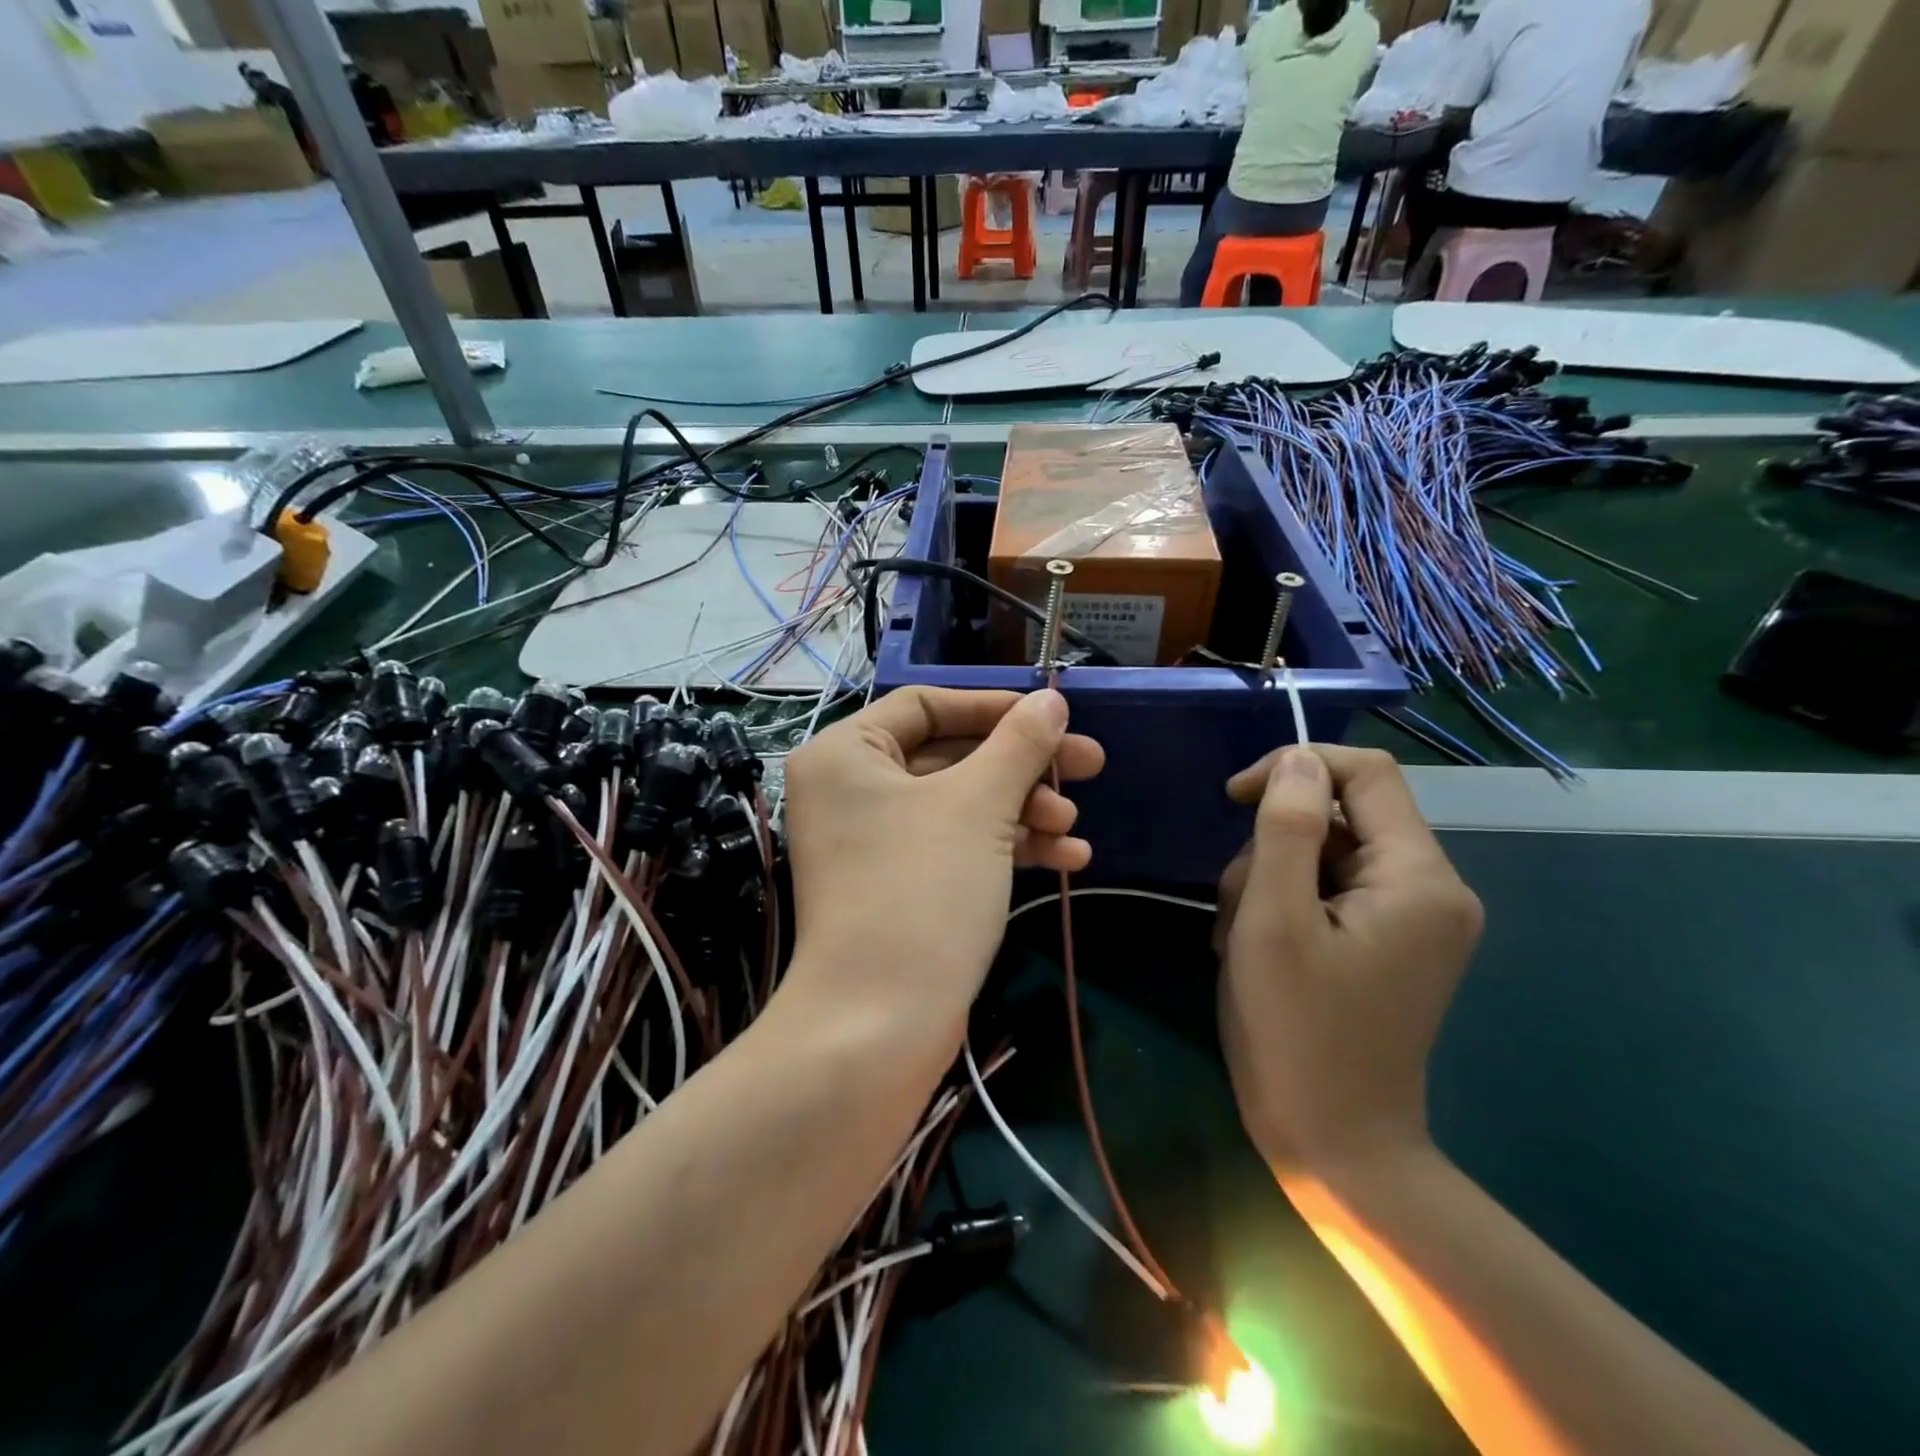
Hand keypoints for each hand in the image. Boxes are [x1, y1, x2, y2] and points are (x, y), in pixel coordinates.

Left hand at [780, 687, 1103, 1038]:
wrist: (878, 1026)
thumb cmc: (920, 890)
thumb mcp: (978, 806)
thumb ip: (1019, 744)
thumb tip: (1052, 699)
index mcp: (845, 752)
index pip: (927, 705)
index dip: (995, 707)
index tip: (1054, 717)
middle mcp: (851, 790)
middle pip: (951, 756)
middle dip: (1022, 766)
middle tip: (1089, 766)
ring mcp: (874, 842)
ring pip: (961, 805)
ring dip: (1023, 810)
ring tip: (1073, 829)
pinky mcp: (899, 886)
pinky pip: (957, 847)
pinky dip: (1007, 848)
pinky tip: (1069, 860)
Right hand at [1215, 745, 1482, 1175]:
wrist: (1336, 1146)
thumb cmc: (1295, 1032)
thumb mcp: (1273, 921)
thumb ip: (1286, 829)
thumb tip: (1297, 760)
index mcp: (1419, 878)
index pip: (1365, 774)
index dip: (1295, 768)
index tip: (1234, 799)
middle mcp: (1432, 890)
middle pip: (1340, 818)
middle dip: (1273, 846)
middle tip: (1235, 907)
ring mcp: (1414, 920)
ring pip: (1326, 855)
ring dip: (1270, 881)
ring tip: (1240, 940)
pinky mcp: (1391, 943)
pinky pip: (1332, 891)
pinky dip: (1285, 906)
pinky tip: (1258, 950)